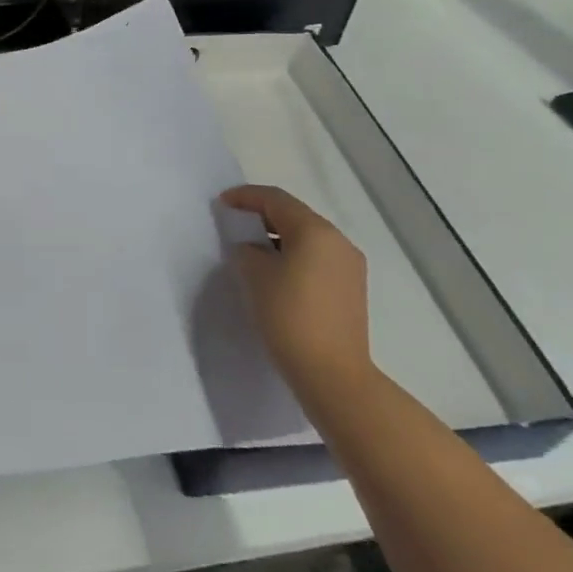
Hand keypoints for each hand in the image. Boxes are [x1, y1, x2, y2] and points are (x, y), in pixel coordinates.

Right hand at [221, 185, 374, 404]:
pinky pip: (317, 257)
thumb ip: (247, 250)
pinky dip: (294, 255)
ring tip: (251, 249)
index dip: (245, 196)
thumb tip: (252, 248)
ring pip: (307, 237)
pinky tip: (276, 272)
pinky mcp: (351, 289)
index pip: (276, 199)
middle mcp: (338, 241)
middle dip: (262, 215)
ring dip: (278, 236)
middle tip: (234, 223)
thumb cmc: (290, 317)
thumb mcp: (255, 276)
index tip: (221, 203)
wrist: (332, 375)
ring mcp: (349, 266)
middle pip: (295, 215)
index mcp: (316, 231)